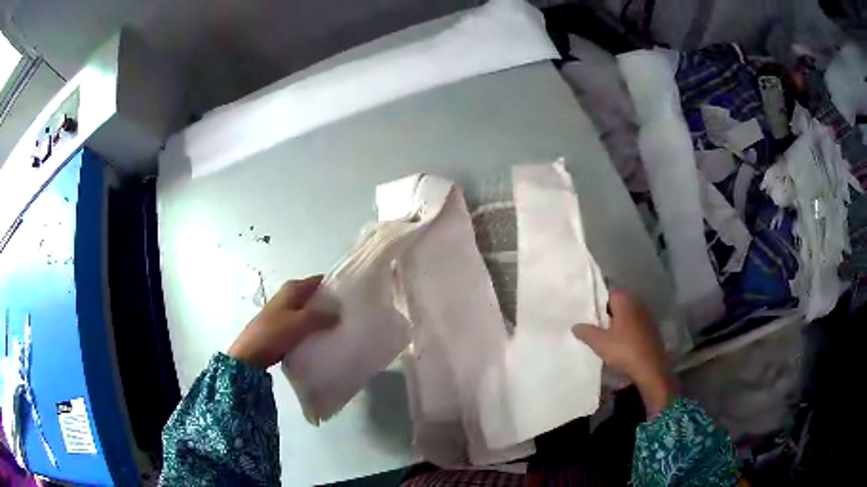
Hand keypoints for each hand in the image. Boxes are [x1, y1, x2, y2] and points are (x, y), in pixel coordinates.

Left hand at [228, 275, 338, 368]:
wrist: (251, 353)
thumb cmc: (275, 332)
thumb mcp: (301, 322)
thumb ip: (322, 316)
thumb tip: (340, 312)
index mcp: (293, 288)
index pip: (318, 281)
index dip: (334, 286)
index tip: (351, 296)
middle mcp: (288, 295)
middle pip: (314, 296)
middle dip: (329, 303)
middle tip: (349, 314)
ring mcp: (284, 311)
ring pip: (309, 310)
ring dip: (321, 317)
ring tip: (340, 326)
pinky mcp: (282, 326)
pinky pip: (303, 324)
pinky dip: (312, 328)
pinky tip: (322, 337)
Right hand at [572, 291, 675, 417]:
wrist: (650, 367)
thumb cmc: (624, 350)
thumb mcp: (599, 342)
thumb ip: (586, 332)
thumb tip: (575, 325)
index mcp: (625, 301)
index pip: (608, 294)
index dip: (597, 303)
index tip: (588, 314)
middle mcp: (637, 304)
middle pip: (618, 305)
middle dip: (607, 314)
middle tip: (594, 326)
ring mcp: (647, 317)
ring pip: (627, 316)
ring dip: (618, 324)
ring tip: (605, 337)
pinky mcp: (652, 330)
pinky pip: (635, 326)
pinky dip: (627, 332)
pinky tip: (621, 344)